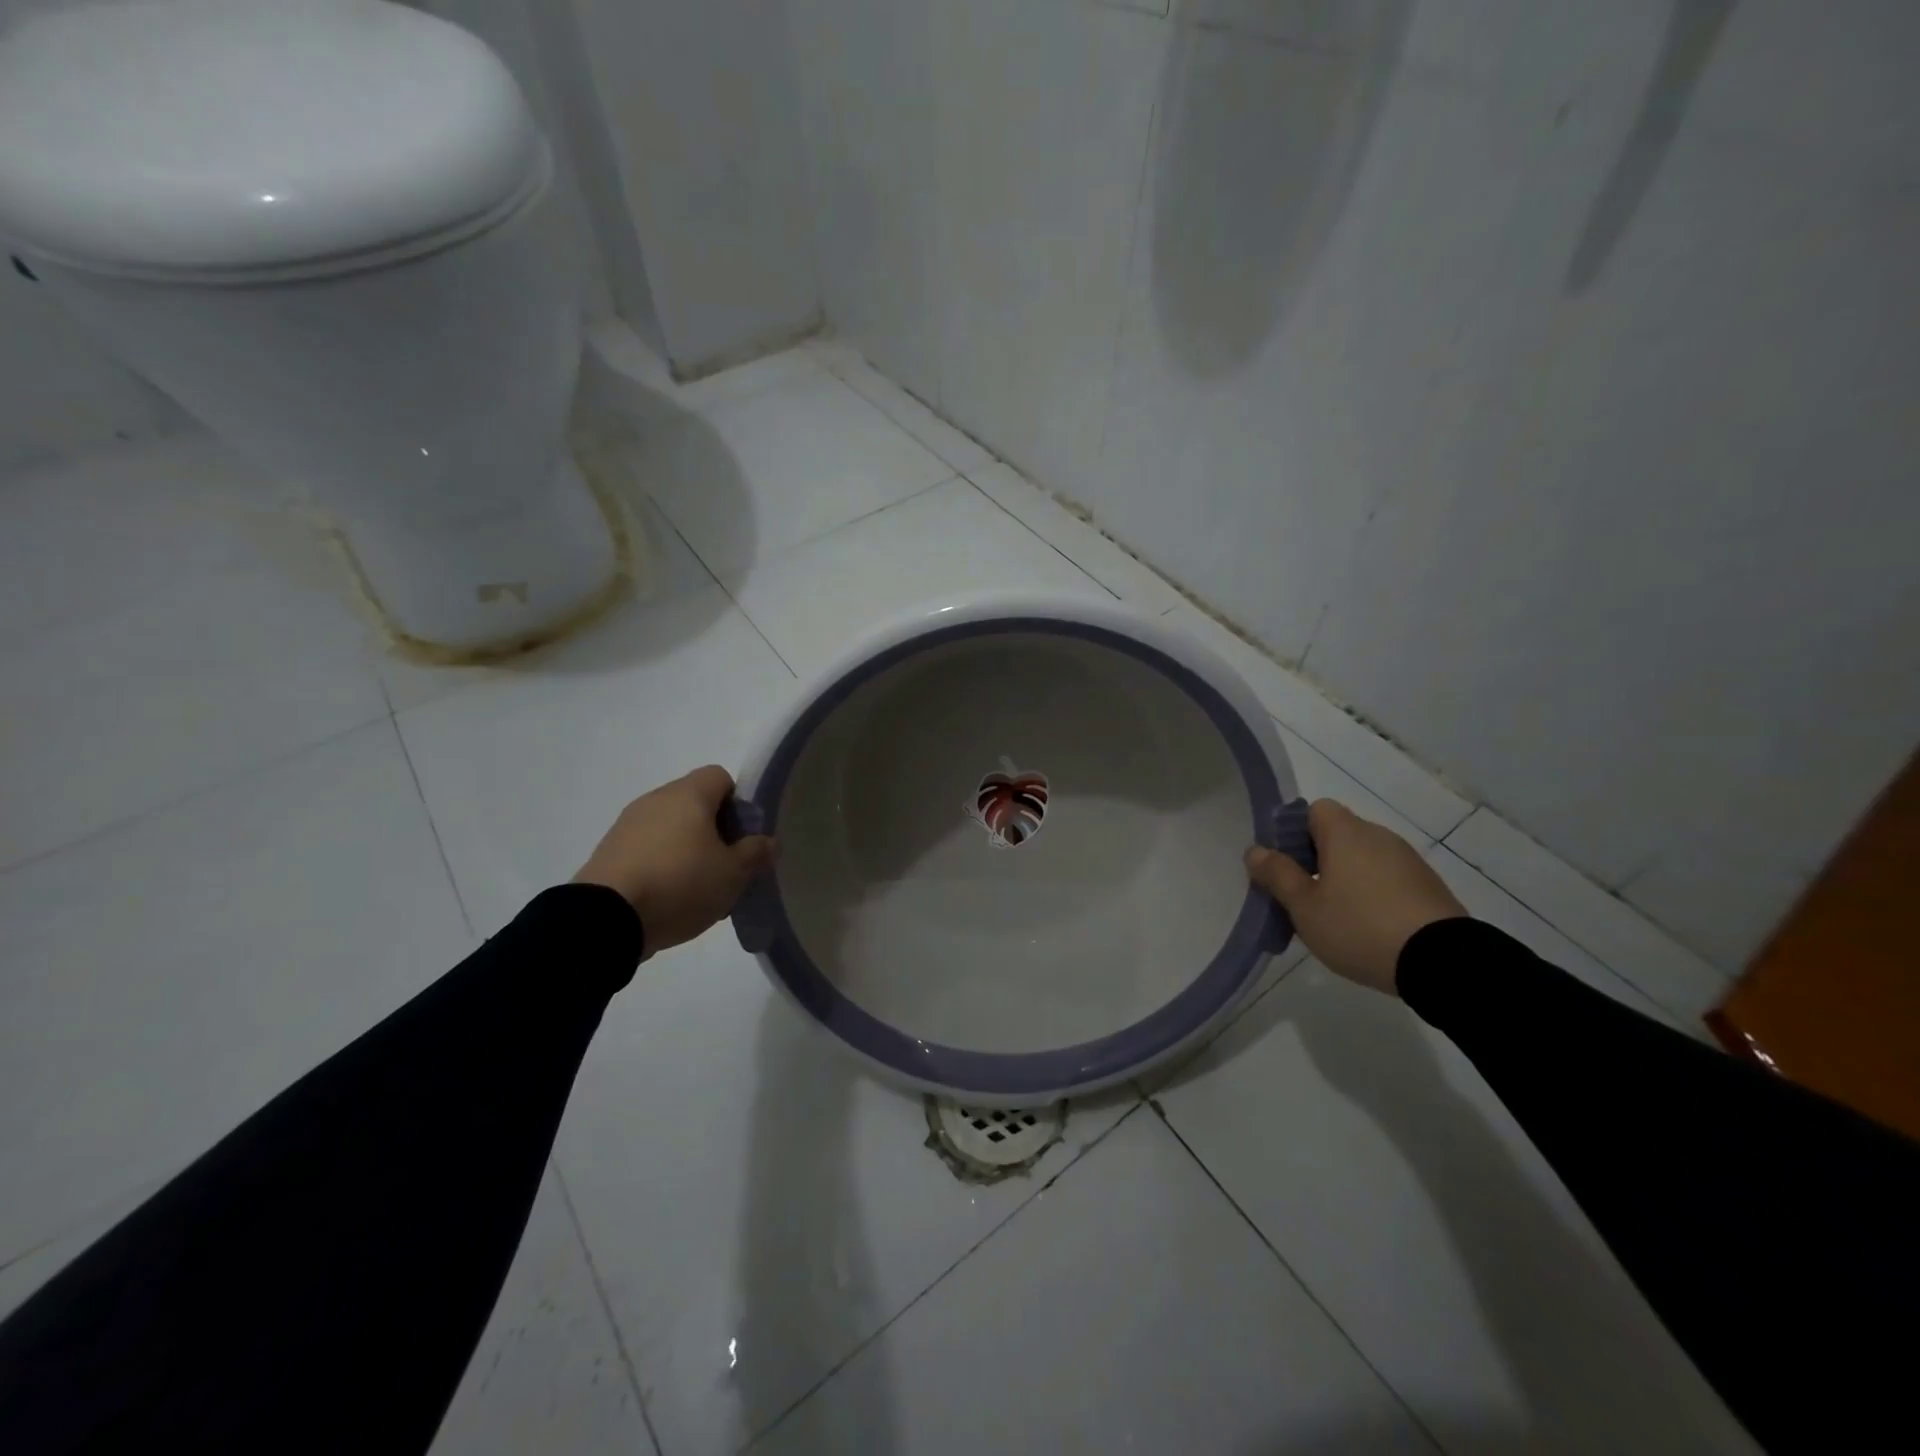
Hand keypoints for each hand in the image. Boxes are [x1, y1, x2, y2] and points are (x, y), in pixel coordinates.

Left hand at [574, 766, 774, 957]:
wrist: (605, 919)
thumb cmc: (680, 884)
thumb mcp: (733, 874)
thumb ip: (755, 853)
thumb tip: (767, 841)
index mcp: (688, 795)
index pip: (720, 777)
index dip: (738, 803)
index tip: (743, 837)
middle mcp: (655, 799)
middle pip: (695, 803)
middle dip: (715, 831)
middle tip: (726, 866)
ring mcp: (627, 825)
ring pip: (670, 828)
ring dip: (687, 850)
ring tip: (697, 889)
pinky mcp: (607, 852)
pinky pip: (647, 849)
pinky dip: (661, 865)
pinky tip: (668, 898)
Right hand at [1245, 799, 1466, 994]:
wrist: (1443, 963)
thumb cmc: (1359, 926)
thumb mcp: (1304, 906)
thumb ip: (1277, 875)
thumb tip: (1255, 851)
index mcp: (1346, 832)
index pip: (1314, 810)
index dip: (1294, 832)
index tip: (1286, 866)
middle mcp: (1379, 836)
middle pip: (1338, 835)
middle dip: (1316, 860)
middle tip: (1303, 898)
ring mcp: (1409, 861)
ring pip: (1363, 859)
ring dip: (1346, 879)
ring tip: (1336, 919)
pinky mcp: (1429, 887)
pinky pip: (1388, 880)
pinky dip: (1373, 895)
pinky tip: (1369, 929)